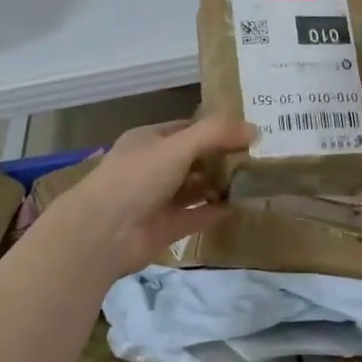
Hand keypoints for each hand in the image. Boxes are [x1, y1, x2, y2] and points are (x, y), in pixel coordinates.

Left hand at [45, 117, 255, 280]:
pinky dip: (214, 212)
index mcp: (149, 140)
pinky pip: (195, 215)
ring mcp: (158, 199)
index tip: (247, 132)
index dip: (215, 129)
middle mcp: (153, 167)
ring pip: (194, 188)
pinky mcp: (165, 228)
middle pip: (193, 158)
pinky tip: (238, 207)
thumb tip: (255, 129)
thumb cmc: (138, 177)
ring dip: (219, 185)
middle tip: (257, 157)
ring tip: (252, 181)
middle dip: (220, 158)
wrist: (104, 232)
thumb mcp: (178, 146)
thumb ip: (216, 134)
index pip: (187, 129)